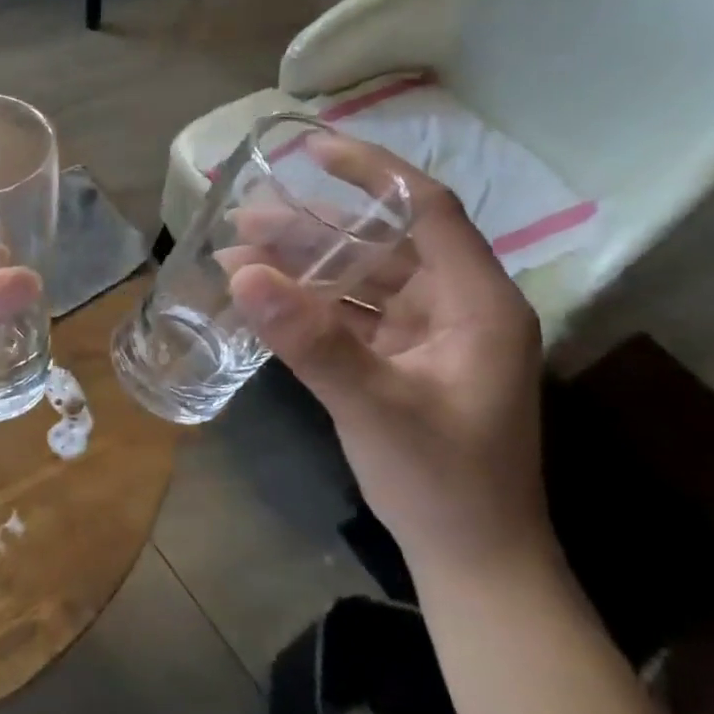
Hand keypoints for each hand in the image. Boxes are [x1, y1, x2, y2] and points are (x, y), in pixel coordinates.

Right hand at [228, 143, 549, 580]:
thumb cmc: (444, 483)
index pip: (427, 209)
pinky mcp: (400, 361)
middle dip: (312, 227)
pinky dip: (308, 303)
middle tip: (244, 216)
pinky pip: (350, 315)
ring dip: (302, 265)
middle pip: (381, 243)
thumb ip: (312, 340)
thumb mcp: (376, 407)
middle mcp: (455, 307)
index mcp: (476, 302)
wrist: (472, 562)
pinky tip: (262, 297)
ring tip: (237, 252)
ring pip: (360, 279)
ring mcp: (427, 336)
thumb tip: (243, 273)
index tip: (310, 150)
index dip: (372, 172)